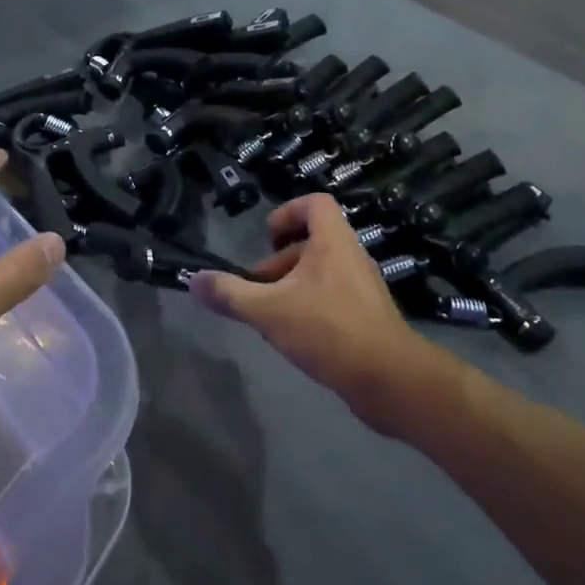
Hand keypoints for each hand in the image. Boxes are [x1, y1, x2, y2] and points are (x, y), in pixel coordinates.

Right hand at [187, 193, 443, 425]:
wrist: (391, 381)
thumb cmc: (329, 330)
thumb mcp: (269, 311)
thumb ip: (230, 295)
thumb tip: (194, 281)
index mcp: (333, 242)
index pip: (315, 203)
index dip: (287, 213)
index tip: (266, 240)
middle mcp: (351, 257)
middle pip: (311, 242)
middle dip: (279, 262)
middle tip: (257, 288)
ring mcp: (362, 288)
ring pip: (320, 273)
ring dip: (291, 288)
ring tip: (269, 317)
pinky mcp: (367, 317)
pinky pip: (332, 298)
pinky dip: (309, 308)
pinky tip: (294, 338)